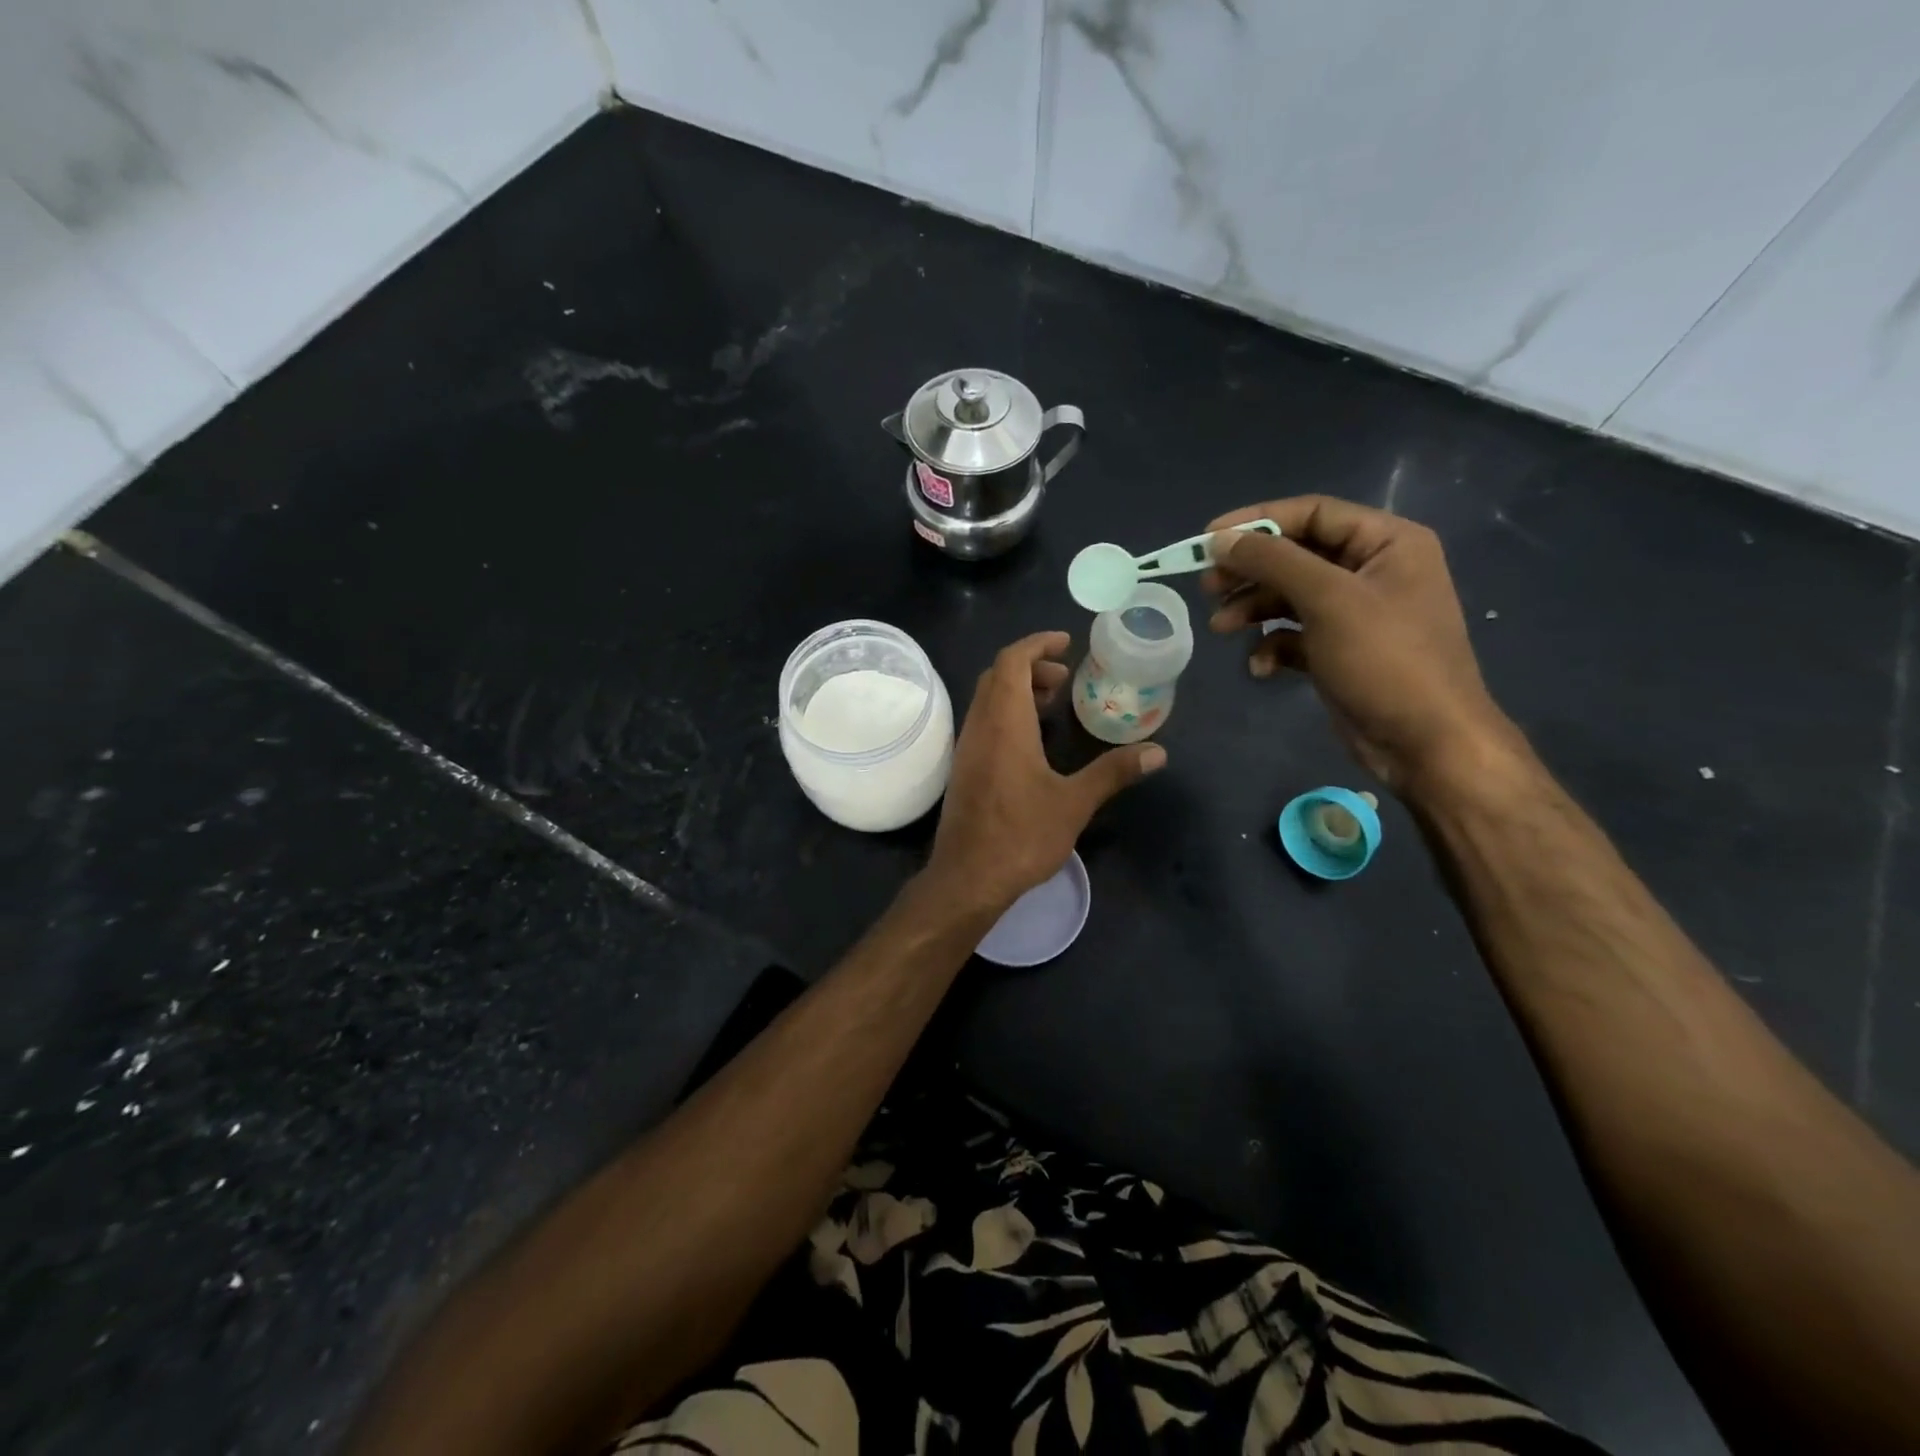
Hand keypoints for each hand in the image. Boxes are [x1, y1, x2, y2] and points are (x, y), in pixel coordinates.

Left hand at [928, 631, 1164, 913]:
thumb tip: (1158, 752)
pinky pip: (983, 722)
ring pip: (987, 699)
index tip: (1066, 644)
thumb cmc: (1021, 835)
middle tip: (1065, 677)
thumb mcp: (1074, 803)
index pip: (1011, 661)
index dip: (1037, 644)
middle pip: (997, 675)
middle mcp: (979, 726)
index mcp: (1004, 722)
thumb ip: (1114, 772)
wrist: (967, 878)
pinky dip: (1006, 713)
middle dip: (1030, 666)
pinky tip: (1031, 740)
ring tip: (1053, 704)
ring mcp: (967, 747)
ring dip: (1017, 690)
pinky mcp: (964, 768)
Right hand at [1204, 496, 1519, 794]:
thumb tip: (1220, 538)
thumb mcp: (1327, 600)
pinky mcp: (1341, 651)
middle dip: (1249, 572)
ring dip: (1252, 610)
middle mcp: (1373, 570)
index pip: (1312, 513)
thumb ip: (1273, 561)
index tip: (1207, 540)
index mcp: (1387, 542)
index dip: (1256, 521)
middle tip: (1208, 588)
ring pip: (1290, 597)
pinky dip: (1272, 645)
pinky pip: (1296, 635)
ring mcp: (1357, 614)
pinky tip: (1260, 667)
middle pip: (1295, 555)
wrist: (1425, 743)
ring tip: (1220, 628)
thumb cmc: (1385, 660)